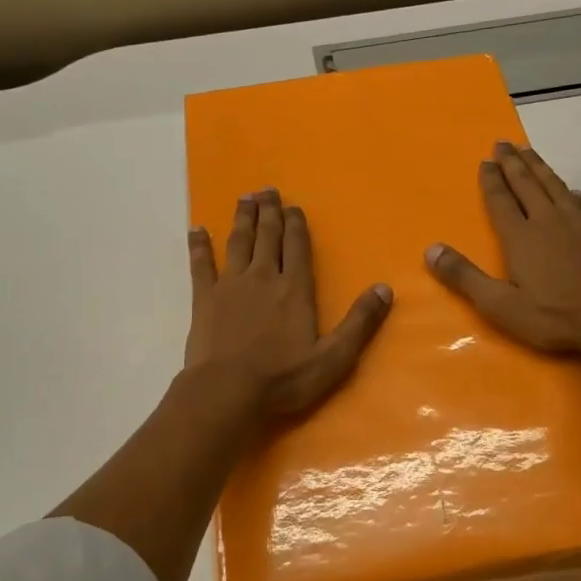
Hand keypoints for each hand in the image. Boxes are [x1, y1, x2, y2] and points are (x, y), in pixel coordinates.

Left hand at [185, 189, 392, 421]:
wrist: (227, 391)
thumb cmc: (283, 379)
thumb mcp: (334, 358)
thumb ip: (360, 323)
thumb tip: (384, 288)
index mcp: (295, 289)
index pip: (297, 247)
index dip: (296, 224)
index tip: (293, 206)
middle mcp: (263, 277)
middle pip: (267, 236)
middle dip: (269, 212)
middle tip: (267, 190)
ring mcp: (230, 285)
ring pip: (238, 242)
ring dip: (242, 219)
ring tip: (244, 198)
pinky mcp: (204, 298)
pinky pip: (200, 264)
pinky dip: (198, 246)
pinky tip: (196, 229)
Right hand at [426, 142, 580, 355]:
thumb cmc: (552, 316)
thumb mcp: (500, 305)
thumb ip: (465, 276)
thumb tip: (431, 249)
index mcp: (521, 237)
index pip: (501, 200)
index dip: (491, 180)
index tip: (485, 160)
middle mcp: (547, 221)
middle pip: (527, 184)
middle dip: (512, 163)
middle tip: (502, 143)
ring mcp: (577, 225)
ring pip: (554, 185)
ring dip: (539, 167)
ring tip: (528, 151)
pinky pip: (577, 201)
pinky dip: (567, 190)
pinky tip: (570, 190)